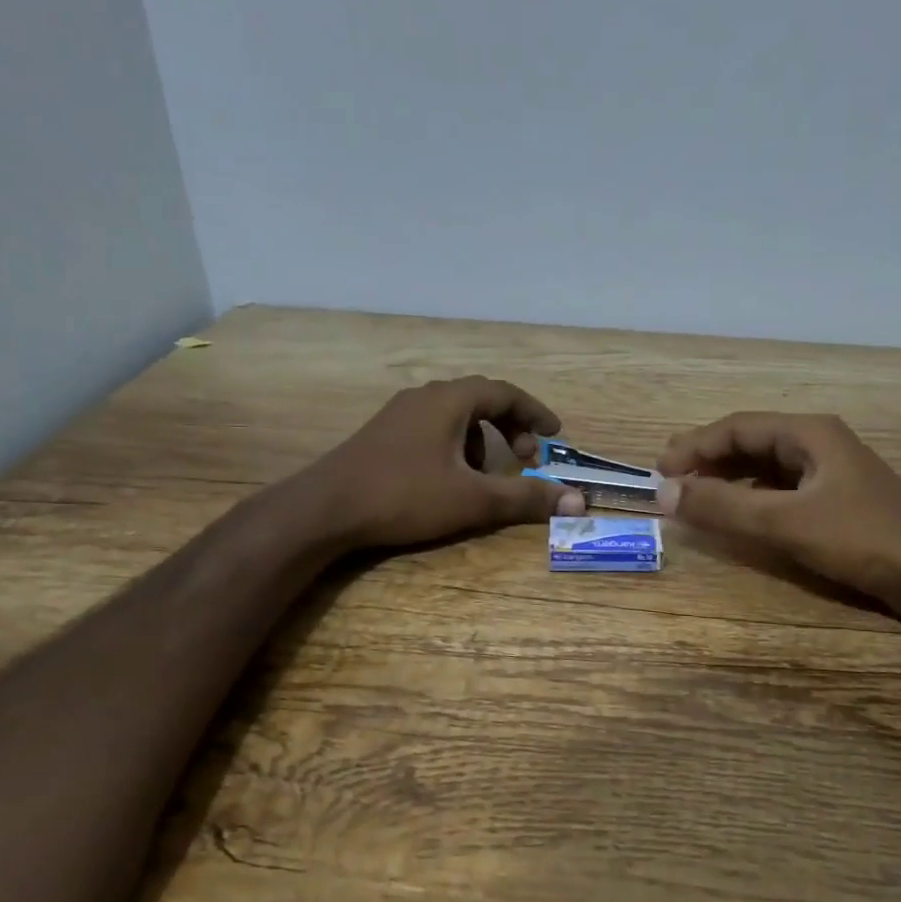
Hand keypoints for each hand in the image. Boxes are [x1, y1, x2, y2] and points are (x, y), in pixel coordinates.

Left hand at [310, 377, 586, 549]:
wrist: (324, 509)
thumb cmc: (404, 496)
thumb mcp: (473, 500)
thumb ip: (526, 498)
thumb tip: (576, 501)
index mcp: (449, 401)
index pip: (505, 392)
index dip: (535, 412)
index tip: (555, 434)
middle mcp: (424, 397)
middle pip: (480, 399)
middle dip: (510, 426)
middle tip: (526, 457)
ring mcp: (398, 414)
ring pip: (455, 415)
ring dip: (482, 439)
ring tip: (485, 474)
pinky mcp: (382, 435)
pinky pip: (432, 428)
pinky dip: (455, 445)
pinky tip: (447, 479)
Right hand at [657, 412, 900, 614]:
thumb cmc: (865, 539)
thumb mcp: (786, 523)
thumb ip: (724, 507)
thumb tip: (665, 493)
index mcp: (809, 433)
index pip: (737, 427)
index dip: (694, 446)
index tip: (659, 472)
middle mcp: (820, 443)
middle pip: (752, 442)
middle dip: (709, 459)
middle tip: (671, 483)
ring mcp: (834, 473)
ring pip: (768, 467)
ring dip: (730, 479)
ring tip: (697, 497)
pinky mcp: (842, 502)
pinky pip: (785, 490)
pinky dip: (755, 499)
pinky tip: (743, 516)